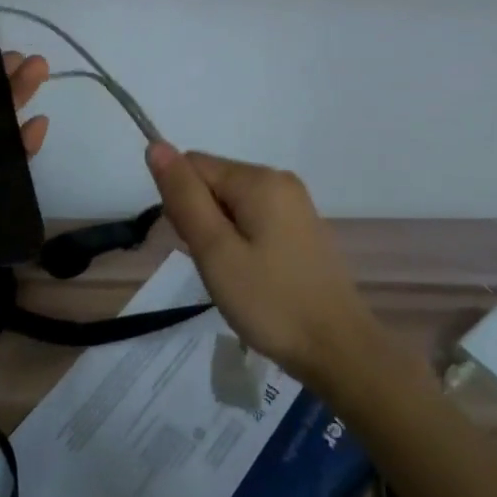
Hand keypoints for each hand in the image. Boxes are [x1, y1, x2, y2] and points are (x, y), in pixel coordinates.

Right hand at [145, 143, 379, 390]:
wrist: (339, 351)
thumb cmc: (271, 302)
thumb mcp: (215, 250)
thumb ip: (184, 196)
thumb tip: (156, 145)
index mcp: (258, 179)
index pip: (193, 166)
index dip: (182, 205)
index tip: (196, 247)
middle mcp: (279, 180)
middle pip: (213, 183)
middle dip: (201, 221)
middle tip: (217, 268)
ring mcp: (295, 205)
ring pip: (231, 205)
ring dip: (220, 237)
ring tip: (235, 278)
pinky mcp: (302, 229)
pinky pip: (254, 221)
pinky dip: (242, 244)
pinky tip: (253, 279)